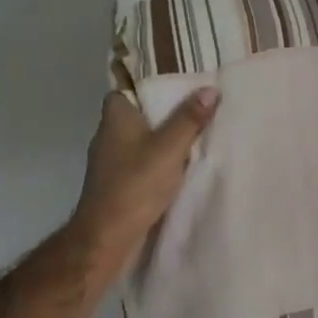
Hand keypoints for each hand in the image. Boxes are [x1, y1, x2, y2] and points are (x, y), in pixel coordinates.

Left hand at [70, 89, 217, 258]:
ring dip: (160, 137)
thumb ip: (189, 119)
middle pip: (136, 113)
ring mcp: (110, 161)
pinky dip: (156, 159)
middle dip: (161, 111)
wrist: (108, 236)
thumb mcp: (170, 148)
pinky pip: (139, 161)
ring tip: (192, 132)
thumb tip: (210, 89)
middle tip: (194, 104)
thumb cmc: (135, 184)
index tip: (174, 81)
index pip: (125, 88)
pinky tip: (178, 164)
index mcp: (115, 117)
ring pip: (138, 139)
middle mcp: (108, 135)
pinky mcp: (116, 183)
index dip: (147, 84)